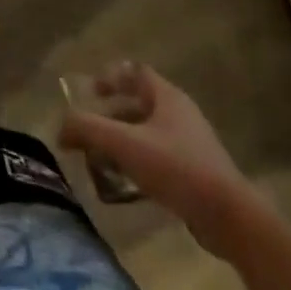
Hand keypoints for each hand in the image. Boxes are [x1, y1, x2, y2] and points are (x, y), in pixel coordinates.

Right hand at [58, 64, 265, 257]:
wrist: (230, 218)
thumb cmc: (175, 168)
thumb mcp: (122, 143)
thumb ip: (85, 128)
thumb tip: (61, 128)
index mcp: (167, 98)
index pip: (135, 72)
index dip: (111, 76)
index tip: (90, 92)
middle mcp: (181, 115)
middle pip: (138, 104)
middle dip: (109, 115)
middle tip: (88, 131)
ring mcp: (191, 145)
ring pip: (146, 133)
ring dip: (120, 141)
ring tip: (99, 160)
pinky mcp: (196, 172)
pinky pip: (158, 158)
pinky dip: (136, 163)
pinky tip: (123, 183)